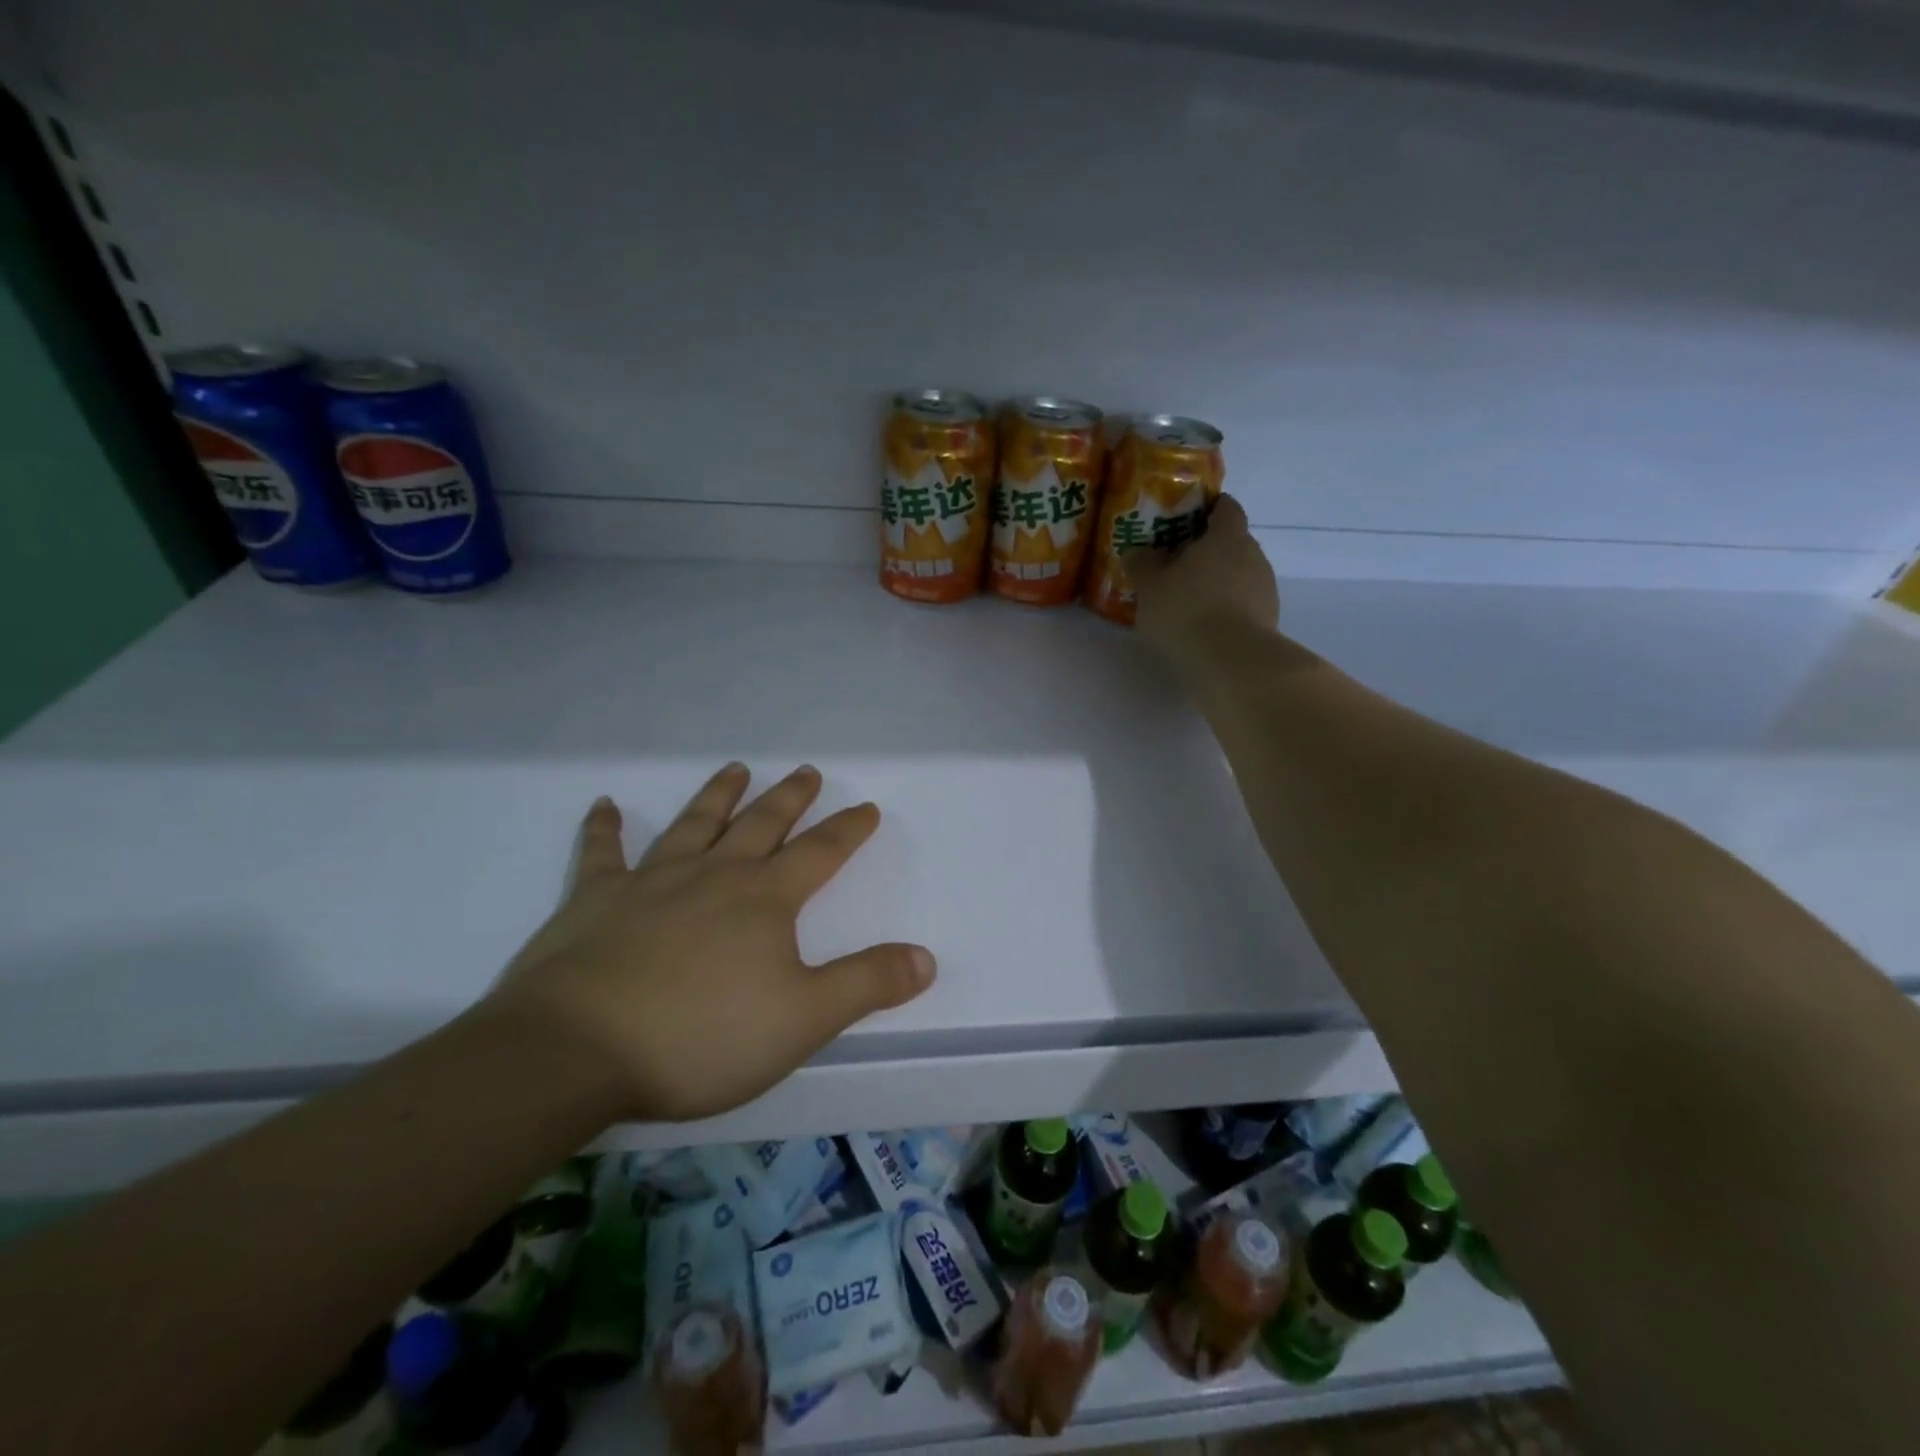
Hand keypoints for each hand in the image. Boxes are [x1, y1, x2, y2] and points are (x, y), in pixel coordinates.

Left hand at [484, 763, 934, 1121]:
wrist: (576, 1051)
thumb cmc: (701, 1036)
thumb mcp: (803, 1019)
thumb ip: (867, 984)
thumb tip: (926, 957)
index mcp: (764, 900)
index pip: (819, 854)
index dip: (848, 830)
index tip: (868, 807)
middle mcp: (713, 876)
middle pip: (761, 825)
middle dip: (790, 798)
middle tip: (806, 771)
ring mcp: (651, 882)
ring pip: (694, 825)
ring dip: (718, 795)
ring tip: (736, 769)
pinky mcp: (593, 901)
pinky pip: (601, 854)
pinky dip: (604, 828)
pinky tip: (605, 805)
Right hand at [1127, 493, 1279, 657]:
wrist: (1231, 660)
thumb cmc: (1186, 610)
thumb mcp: (1150, 586)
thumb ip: (1143, 563)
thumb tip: (1137, 551)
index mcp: (1226, 536)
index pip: (1226, 507)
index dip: (1208, 509)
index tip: (1186, 519)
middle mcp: (1253, 555)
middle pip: (1232, 542)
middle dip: (1208, 550)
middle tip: (1177, 565)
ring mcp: (1265, 588)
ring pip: (1239, 574)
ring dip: (1218, 582)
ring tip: (1189, 601)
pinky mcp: (1268, 618)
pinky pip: (1244, 603)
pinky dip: (1227, 608)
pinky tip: (1204, 626)